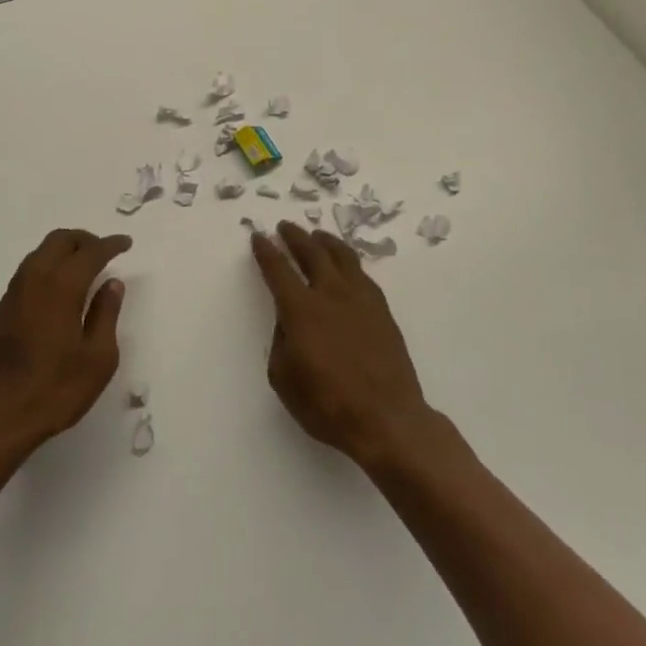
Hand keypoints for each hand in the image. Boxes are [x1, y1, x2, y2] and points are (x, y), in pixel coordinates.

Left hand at [0, 229, 130, 454]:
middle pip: (60, 240)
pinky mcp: (2, 309)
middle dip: (85, 240)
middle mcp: (34, 280)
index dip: (110, 245)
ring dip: (64, 250)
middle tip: (104, 251)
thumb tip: (112, 283)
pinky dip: (49, 265)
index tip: (126, 243)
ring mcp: (14, 293)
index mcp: (61, 287)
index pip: (90, 252)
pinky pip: (29, 270)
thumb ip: (106, 314)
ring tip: (84, 266)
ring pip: (41, 252)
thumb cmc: (55, 390)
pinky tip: (59, 287)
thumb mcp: (97, 358)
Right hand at [251, 221, 436, 468]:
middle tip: (286, 226)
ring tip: (317, 235)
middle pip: (312, 252)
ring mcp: (361, 299)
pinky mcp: (382, 310)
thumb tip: (288, 322)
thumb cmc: (328, 404)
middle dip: (295, 237)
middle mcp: (331, 294)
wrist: (387, 419)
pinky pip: (362, 274)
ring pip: (342, 256)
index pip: (278, 269)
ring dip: (325, 242)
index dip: (266, 251)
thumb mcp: (284, 378)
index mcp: (301, 309)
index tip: (259, 237)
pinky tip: (346, 266)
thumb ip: (281, 342)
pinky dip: (348, 262)